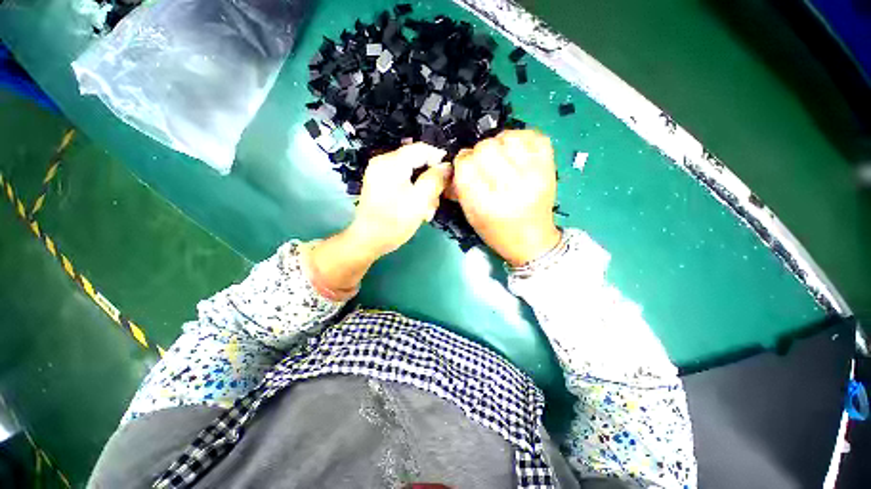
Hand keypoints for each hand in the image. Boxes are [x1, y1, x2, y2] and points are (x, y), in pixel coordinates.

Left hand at [308, 143, 449, 297]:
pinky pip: (402, 181)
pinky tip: (418, 208)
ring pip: (411, 173)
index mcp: (391, 162)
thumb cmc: (395, 221)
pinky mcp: (379, 184)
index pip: (421, 148)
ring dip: (423, 189)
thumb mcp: (420, 200)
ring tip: (428, 210)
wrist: (368, 241)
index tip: (452, 174)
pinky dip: (413, 191)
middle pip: (416, 161)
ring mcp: (379, 173)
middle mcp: (383, 162)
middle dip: (430, 179)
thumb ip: (435, 179)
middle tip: (439, 198)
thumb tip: (447, 166)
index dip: (439, 158)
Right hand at [452, 130, 560, 265]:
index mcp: (486, 204)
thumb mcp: (471, 216)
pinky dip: (521, 139)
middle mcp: (510, 188)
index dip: (462, 162)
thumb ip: (460, 188)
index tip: (465, 167)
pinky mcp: (549, 167)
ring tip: (501, 157)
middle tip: (484, 163)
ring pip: (508, 137)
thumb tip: (455, 162)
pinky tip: (517, 152)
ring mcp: (534, 175)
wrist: (532, 241)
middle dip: (478, 153)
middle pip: (485, 148)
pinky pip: (533, 136)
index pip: (465, 165)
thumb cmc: (497, 232)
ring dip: (499, 144)